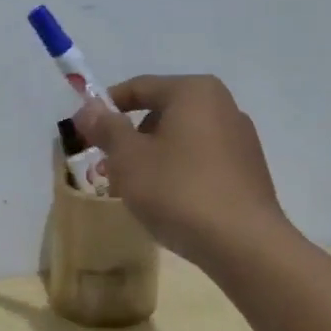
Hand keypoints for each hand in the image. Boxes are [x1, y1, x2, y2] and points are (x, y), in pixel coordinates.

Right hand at [73, 75, 289, 267]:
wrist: (243, 243)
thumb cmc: (178, 190)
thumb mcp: (129, 159)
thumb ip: (106, 129)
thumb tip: (89, 108)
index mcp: (194, 92)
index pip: (139, 87)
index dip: (104, 108)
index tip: (82, 133)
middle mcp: (223, 106)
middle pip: (161, 114)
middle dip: (128, 140)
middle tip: (106, 170)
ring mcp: (240, 139)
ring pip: (180, 141)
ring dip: (151, 160)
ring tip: (133, 193)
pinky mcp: (248, 171)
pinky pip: (201, 162)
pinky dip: (177, 174)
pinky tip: (167, 204)